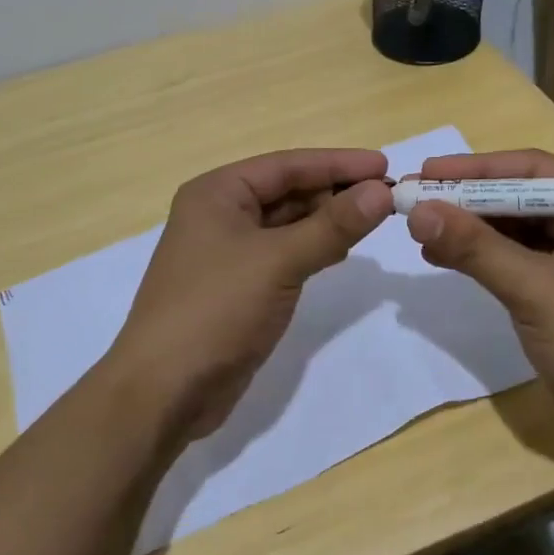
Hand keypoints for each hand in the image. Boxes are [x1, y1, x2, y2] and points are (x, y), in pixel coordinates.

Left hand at [106, 149, 394, 439]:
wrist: (165, 391)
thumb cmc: (216, 310)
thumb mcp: (278, 262)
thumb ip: (332, 226)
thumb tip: (382, 191)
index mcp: (217, 193)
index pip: (287, 165)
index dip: (338, 163)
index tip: (385, 165)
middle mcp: (219, 214)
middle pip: (287, 191)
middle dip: (335, 192)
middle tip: (389, 197)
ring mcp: (228, 252)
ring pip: (287, 225)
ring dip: (327, 221)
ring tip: (375, 220)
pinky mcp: (239, 286)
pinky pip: (283, 255)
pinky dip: (313, 249)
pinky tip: (342, 252)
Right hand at [404, 150, 553, 422]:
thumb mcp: (535, 290)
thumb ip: (475, 248)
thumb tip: (417, 212)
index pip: (534, 171)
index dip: (477, 169)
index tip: (427, 172)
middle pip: (522, 199)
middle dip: (468, 200)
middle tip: (415, 198)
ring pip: (516, 231)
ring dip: (470, 230)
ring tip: (420, 230)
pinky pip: (517, 261)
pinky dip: (482, 258)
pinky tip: (443, 257)